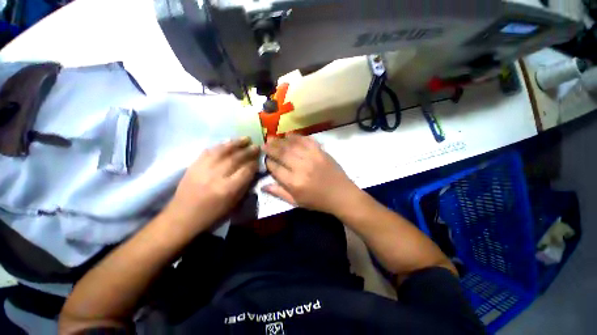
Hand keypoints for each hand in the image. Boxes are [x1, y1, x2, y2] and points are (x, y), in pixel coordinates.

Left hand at [165, 137, 258, 232]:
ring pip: (223, 151)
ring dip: (236, 143)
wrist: (183, 215)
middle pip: (236, 159)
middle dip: (249, 151)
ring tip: (246, 138)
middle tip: (257, 146)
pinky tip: (229, 142)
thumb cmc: (212, 213)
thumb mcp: (234, 203)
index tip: (259, 159)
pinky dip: (221, 145)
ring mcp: (204, 168)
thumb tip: (252, 170)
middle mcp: (217, 176)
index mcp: (228, 189)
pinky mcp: (194, 164)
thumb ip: (244, 185)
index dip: (254, 164)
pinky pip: (210, 150)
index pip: (246, 170)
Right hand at [263, 134, 359, 213]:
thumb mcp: (296, 202)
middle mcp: (301, 167)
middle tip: (264, 143)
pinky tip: (289, 134)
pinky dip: (296, 136)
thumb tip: (263, 185)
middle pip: (282, 154)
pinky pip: (306, 140)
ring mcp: (312, 157)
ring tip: (272, 137)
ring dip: (280, 140)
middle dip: (271, 148)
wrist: (341, 194)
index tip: (265, 159)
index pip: (275, 168)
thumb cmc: (317, 201)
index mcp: (294, 182)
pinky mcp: (320, 151)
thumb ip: (279, 193)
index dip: (268, 162)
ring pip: (292, 145)